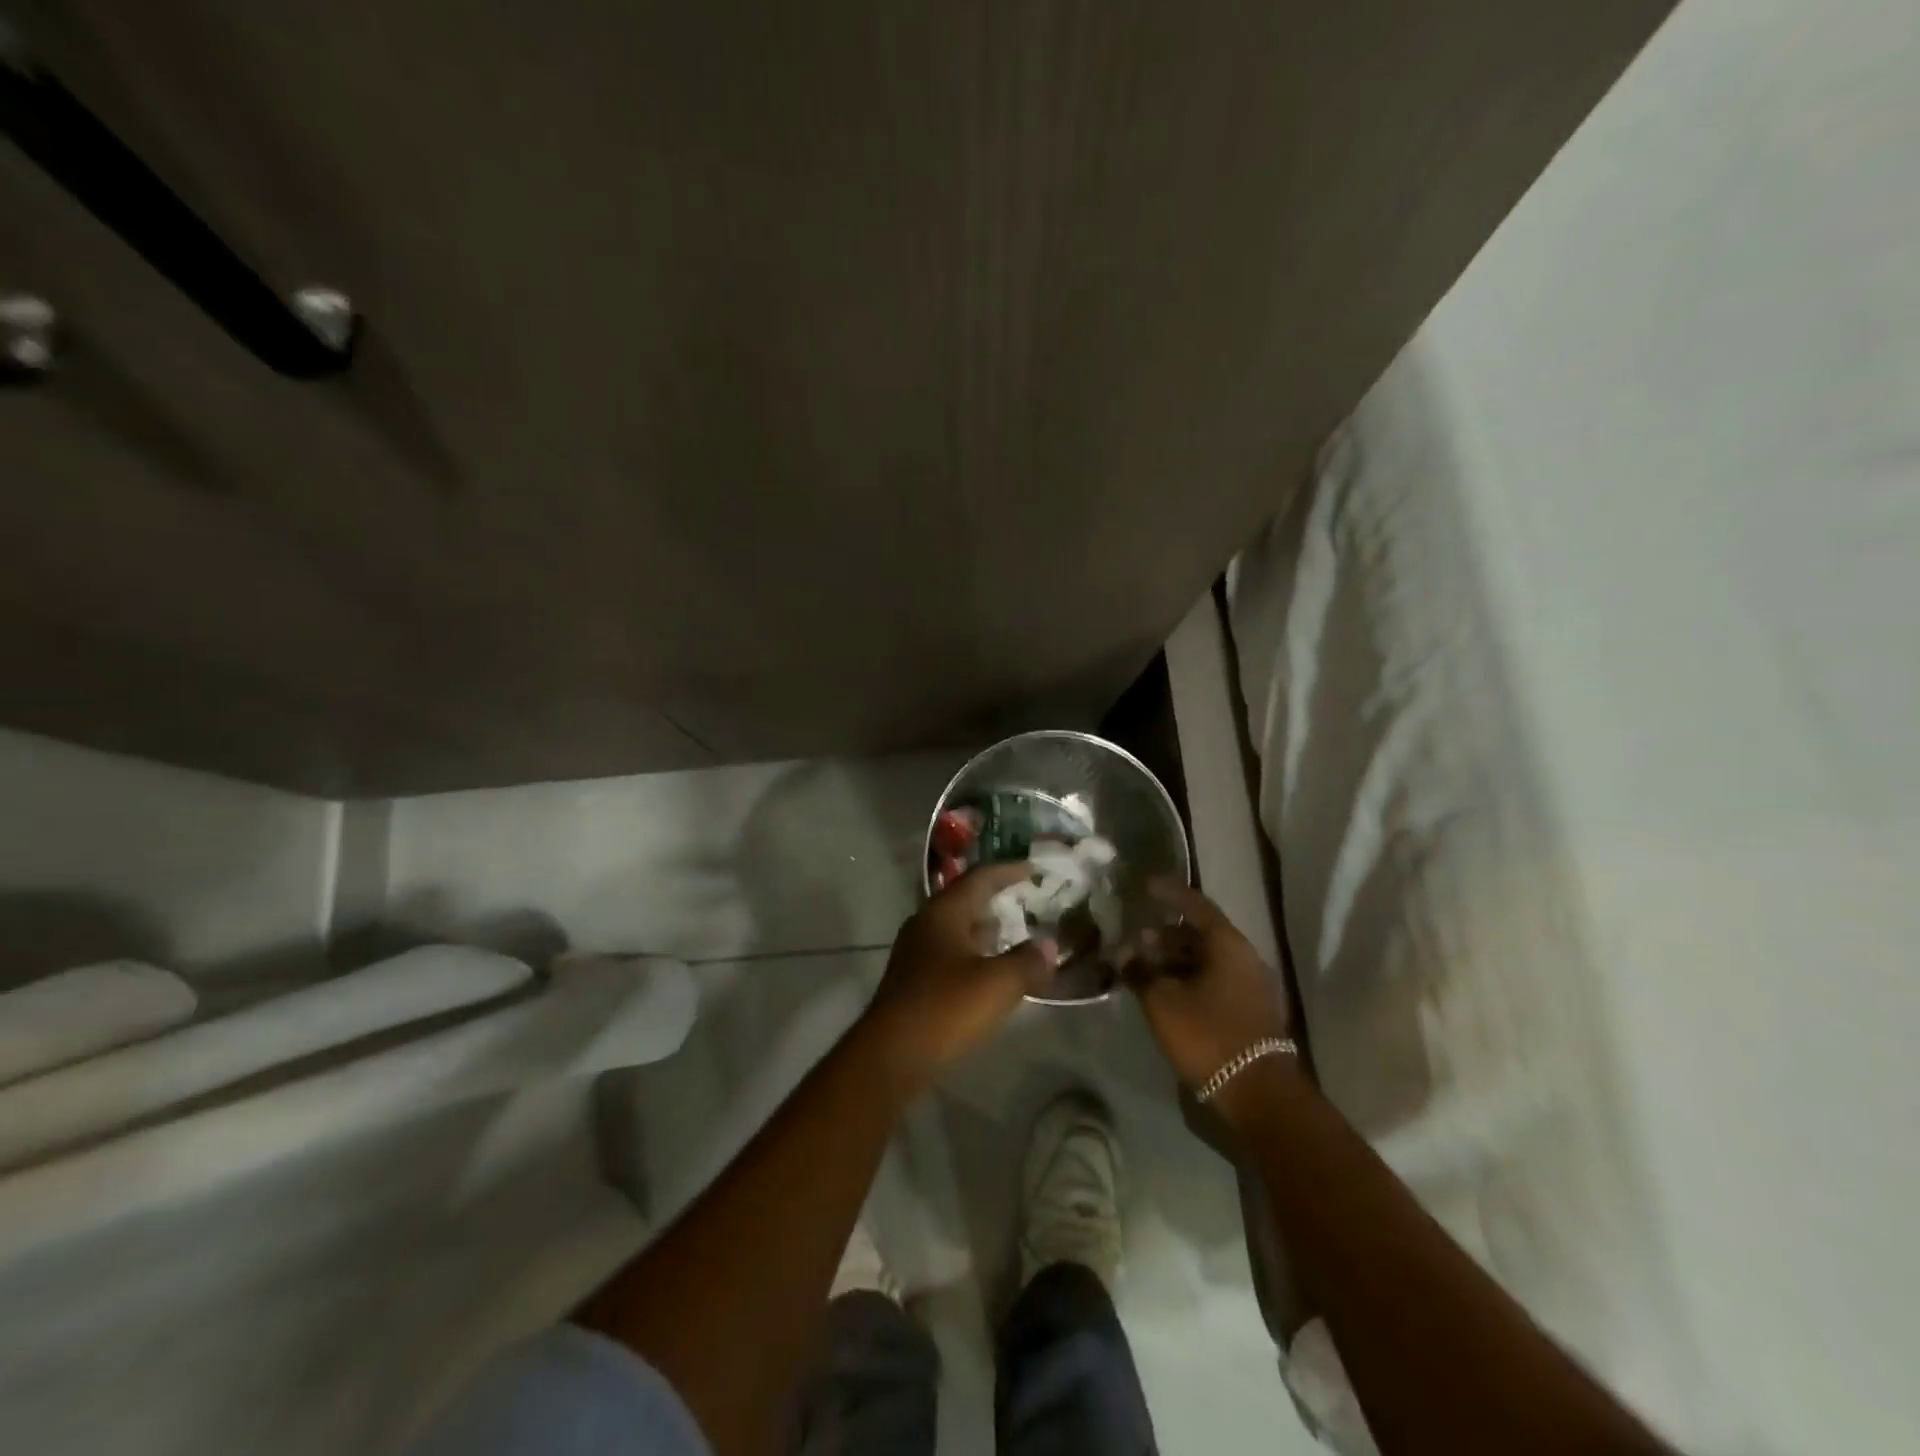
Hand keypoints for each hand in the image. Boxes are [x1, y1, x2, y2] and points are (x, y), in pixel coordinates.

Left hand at [859, 863, 1058, 1095]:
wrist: (890, 1056)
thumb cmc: (945, 1008)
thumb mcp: (996, 984)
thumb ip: (1027, 961)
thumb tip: (1048, 946)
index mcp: (943, 913)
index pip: (979, 878)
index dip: (1007, 871)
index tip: (1033, 869)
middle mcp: (925, 925)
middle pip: (964, 901)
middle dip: (995, 899)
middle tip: (1027, 901)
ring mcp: (915, 954)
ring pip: (956, 930)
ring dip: (984, 929)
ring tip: (1015, 934)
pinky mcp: (913, 982)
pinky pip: (950, 955)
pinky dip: (974, 954)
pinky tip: (991, 972)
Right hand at [1124, 879, 1292, 1115]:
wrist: (1257, 1092)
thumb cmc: (1207, 1034)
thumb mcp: (1162, 1001)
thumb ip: (1139, 971)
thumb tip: (1123, 954)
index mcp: (1227, 943)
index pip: (1194, 904)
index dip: (1168, 892)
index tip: (1144, 885)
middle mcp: (1244, 956)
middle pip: (1200, 932)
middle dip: (1165, 932)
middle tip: (1135, 935)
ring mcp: (1250, 984)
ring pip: (1206, 958)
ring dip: (1175, 958)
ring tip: (1144, 964)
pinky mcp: (1249, 1008)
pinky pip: (1214, 978)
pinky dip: (1188, 976)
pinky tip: (1165, 989)